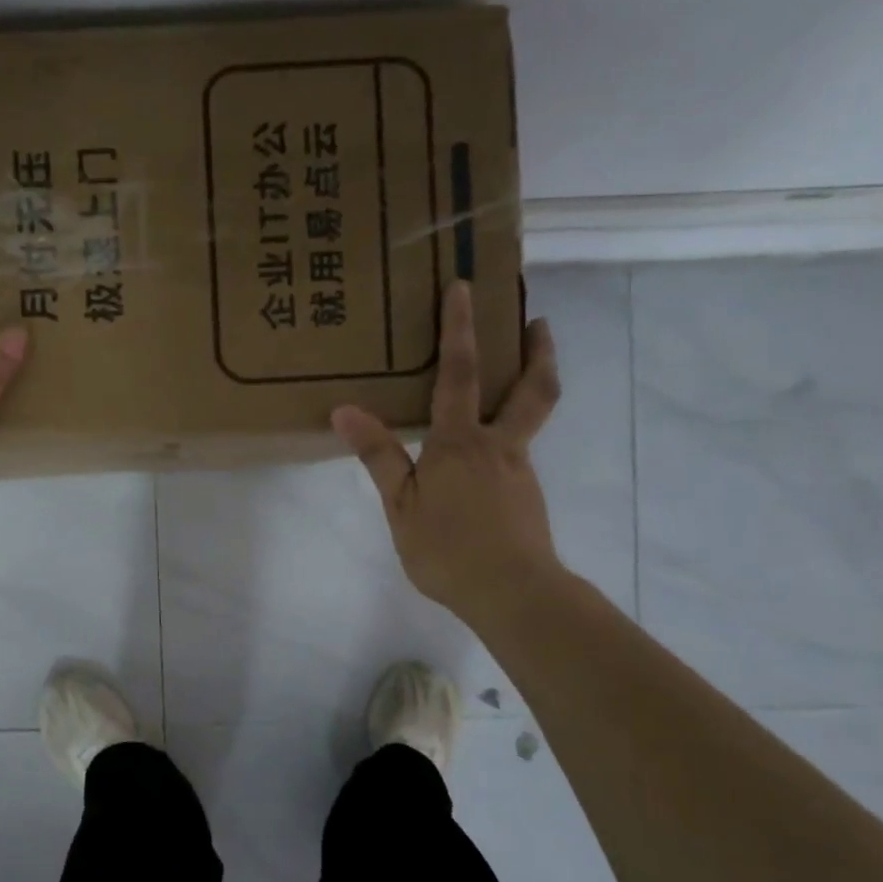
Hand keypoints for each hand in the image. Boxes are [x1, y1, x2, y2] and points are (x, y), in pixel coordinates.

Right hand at [332, 280, 564, 628]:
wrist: (512, 593)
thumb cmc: (447, 548)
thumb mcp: (401, 505)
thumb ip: (379, 456)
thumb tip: (345, 411)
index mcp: (460, 442)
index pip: (458, 374)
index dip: (459, 329)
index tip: (463, 288)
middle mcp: (497, 445)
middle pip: (530, 389)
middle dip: (535, 351)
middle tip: (537, 323)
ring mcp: (518, 470)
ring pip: (530, 417)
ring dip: (531, 385)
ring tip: (519, 375)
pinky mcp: (526, 495)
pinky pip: (518, 451)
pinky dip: (512, 432)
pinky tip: (489, 454)